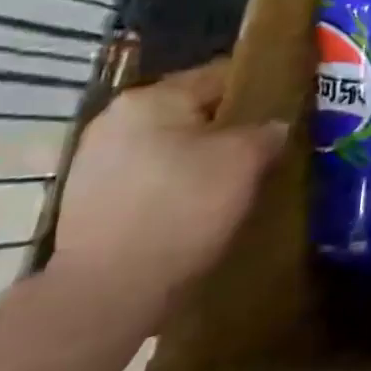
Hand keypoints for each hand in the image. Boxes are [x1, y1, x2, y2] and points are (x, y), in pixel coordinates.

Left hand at [48, 57, 287, 324]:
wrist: (107, 295)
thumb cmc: (183, 210)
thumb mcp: (245, 161)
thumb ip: (267, 131)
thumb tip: (275, 125)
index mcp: (153, 97)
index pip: (221, 75)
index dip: (259, 89)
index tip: (285, 109)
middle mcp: (116, 117)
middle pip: (191, 111)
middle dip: (226, 128)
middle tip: (262, 149)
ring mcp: (93, 160)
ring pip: (168, 145)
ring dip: (197, 157)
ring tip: (231, 181)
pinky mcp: (85, 201)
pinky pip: (147, 177)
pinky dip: (172, 185)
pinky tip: (194, 207)